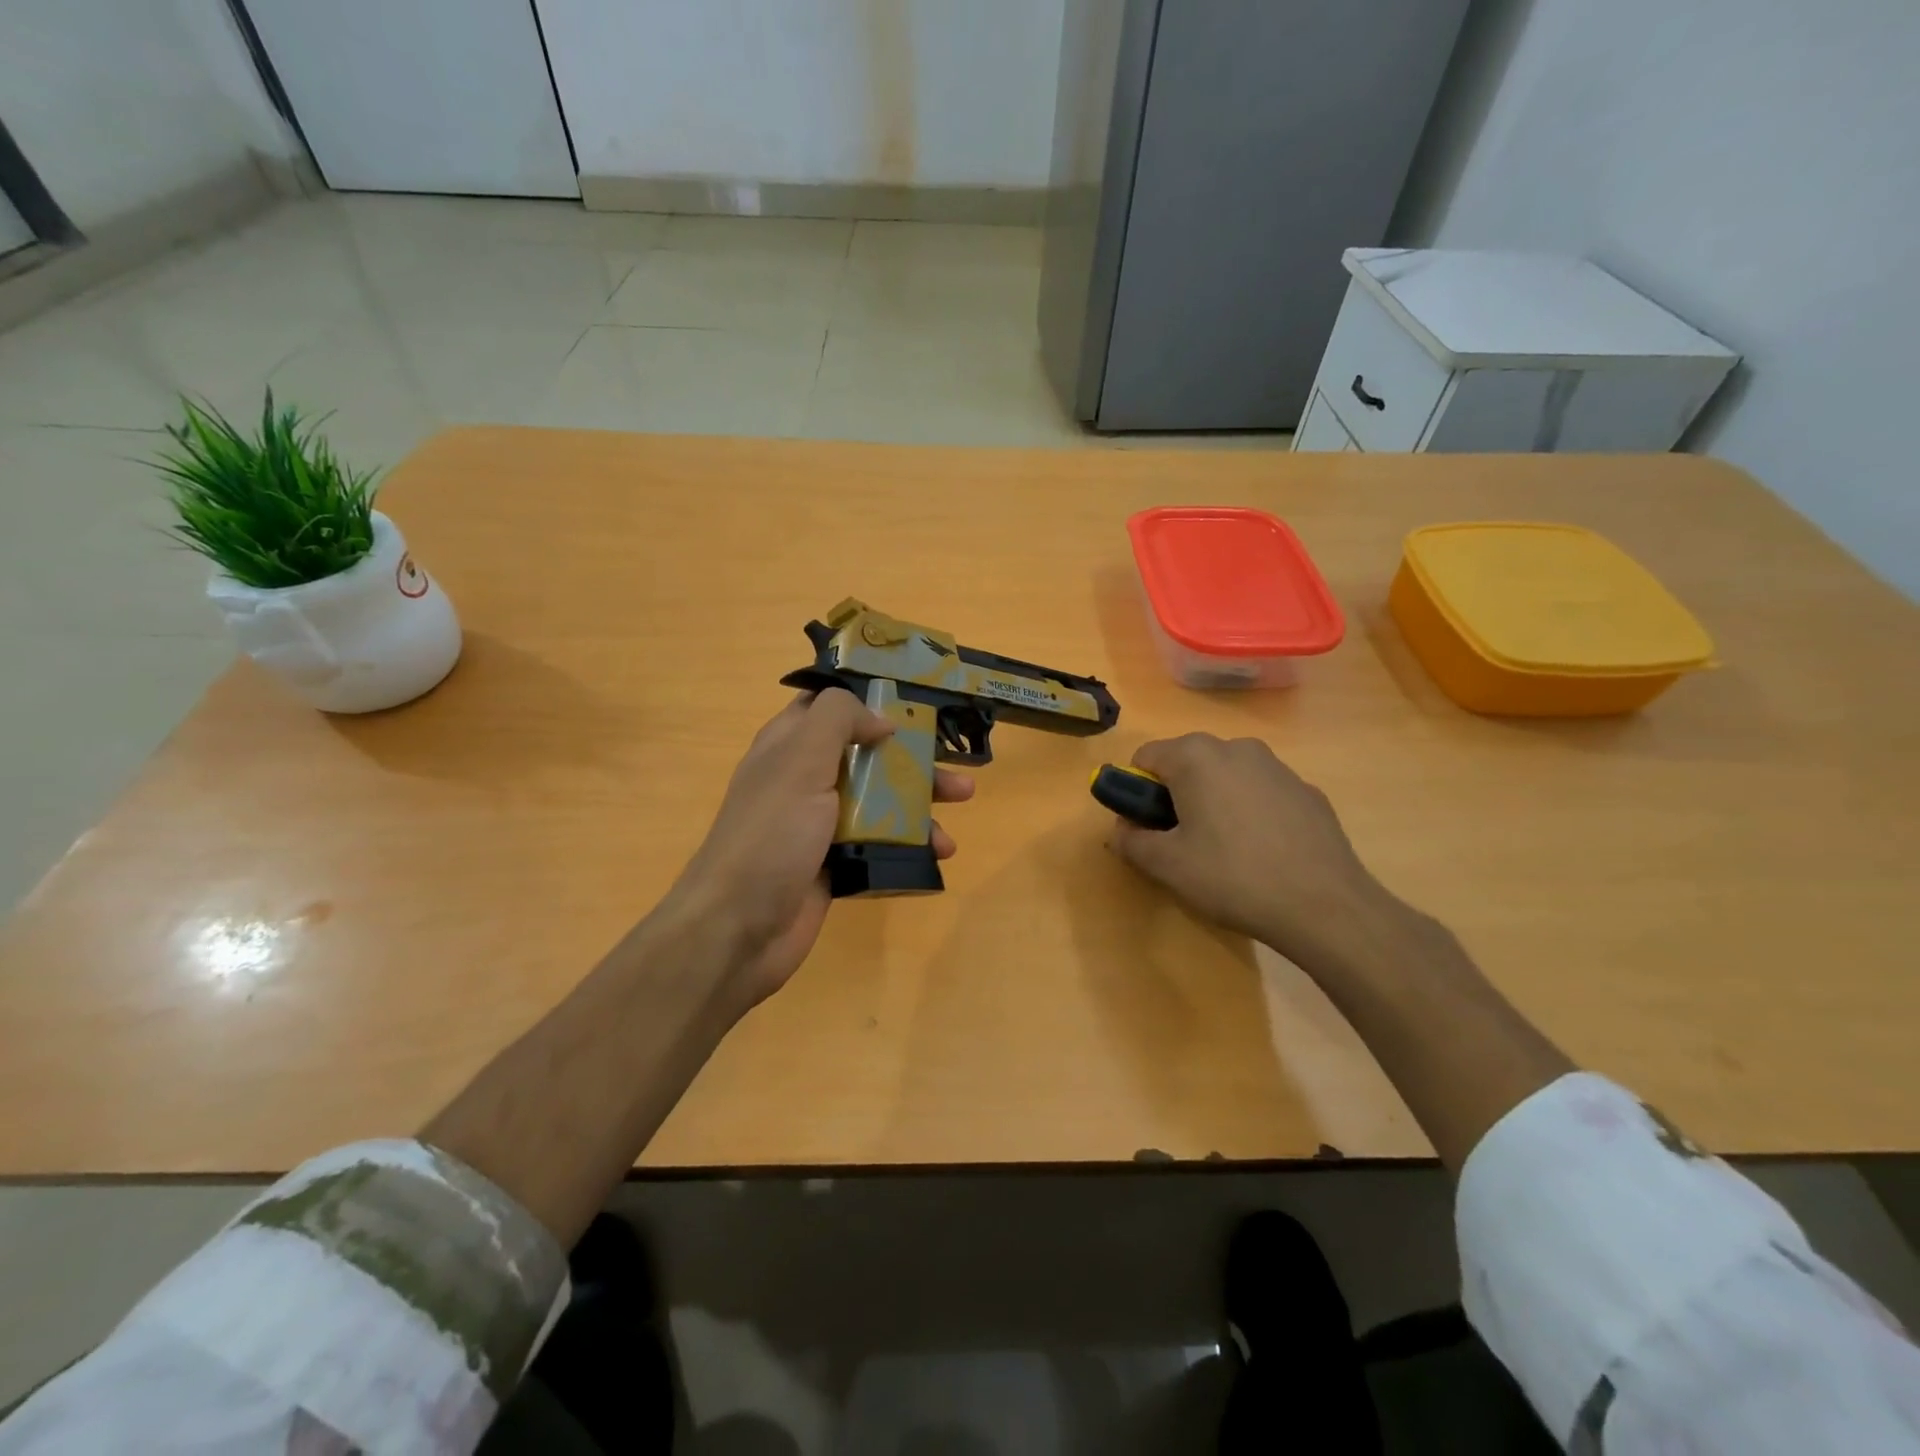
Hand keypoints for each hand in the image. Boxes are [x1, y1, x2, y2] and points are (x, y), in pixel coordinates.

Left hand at [670, 689, 973, 1007]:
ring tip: (961, 807)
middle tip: (954, 762)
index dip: (870, 699)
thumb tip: (883, 719)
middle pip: (868, 755)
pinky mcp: (835, 864)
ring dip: (921, 801)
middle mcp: (805, 779)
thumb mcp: (801, 760)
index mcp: (789, 745)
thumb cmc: (771, 834)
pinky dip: (911, 844)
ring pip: (880, 801)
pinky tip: (939, 853)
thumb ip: (839, 720)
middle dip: (914, 757)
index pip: (831, 706)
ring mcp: (820, 825)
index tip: (916, 701)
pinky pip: (881, 844)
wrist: (738, 929)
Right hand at [1107, 734, 1387, 969]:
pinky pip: (1260, 792)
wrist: (1325, 906)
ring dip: (1213, 801)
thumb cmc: (1232, 877)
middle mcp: (1236, 748)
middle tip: (1182, 841)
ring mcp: (1277, 767)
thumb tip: (1123, 829)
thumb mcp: (1166, 865)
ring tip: (1225, 850)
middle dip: (1175, 794)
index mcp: (1195, 756)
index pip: (1145, 757)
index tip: (1146, 827)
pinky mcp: (1307, 790)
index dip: (1136, 791)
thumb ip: (1130, 840)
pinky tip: (1262, 852)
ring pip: (1226, 776)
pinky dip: (1250, 812)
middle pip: (1187, 762)